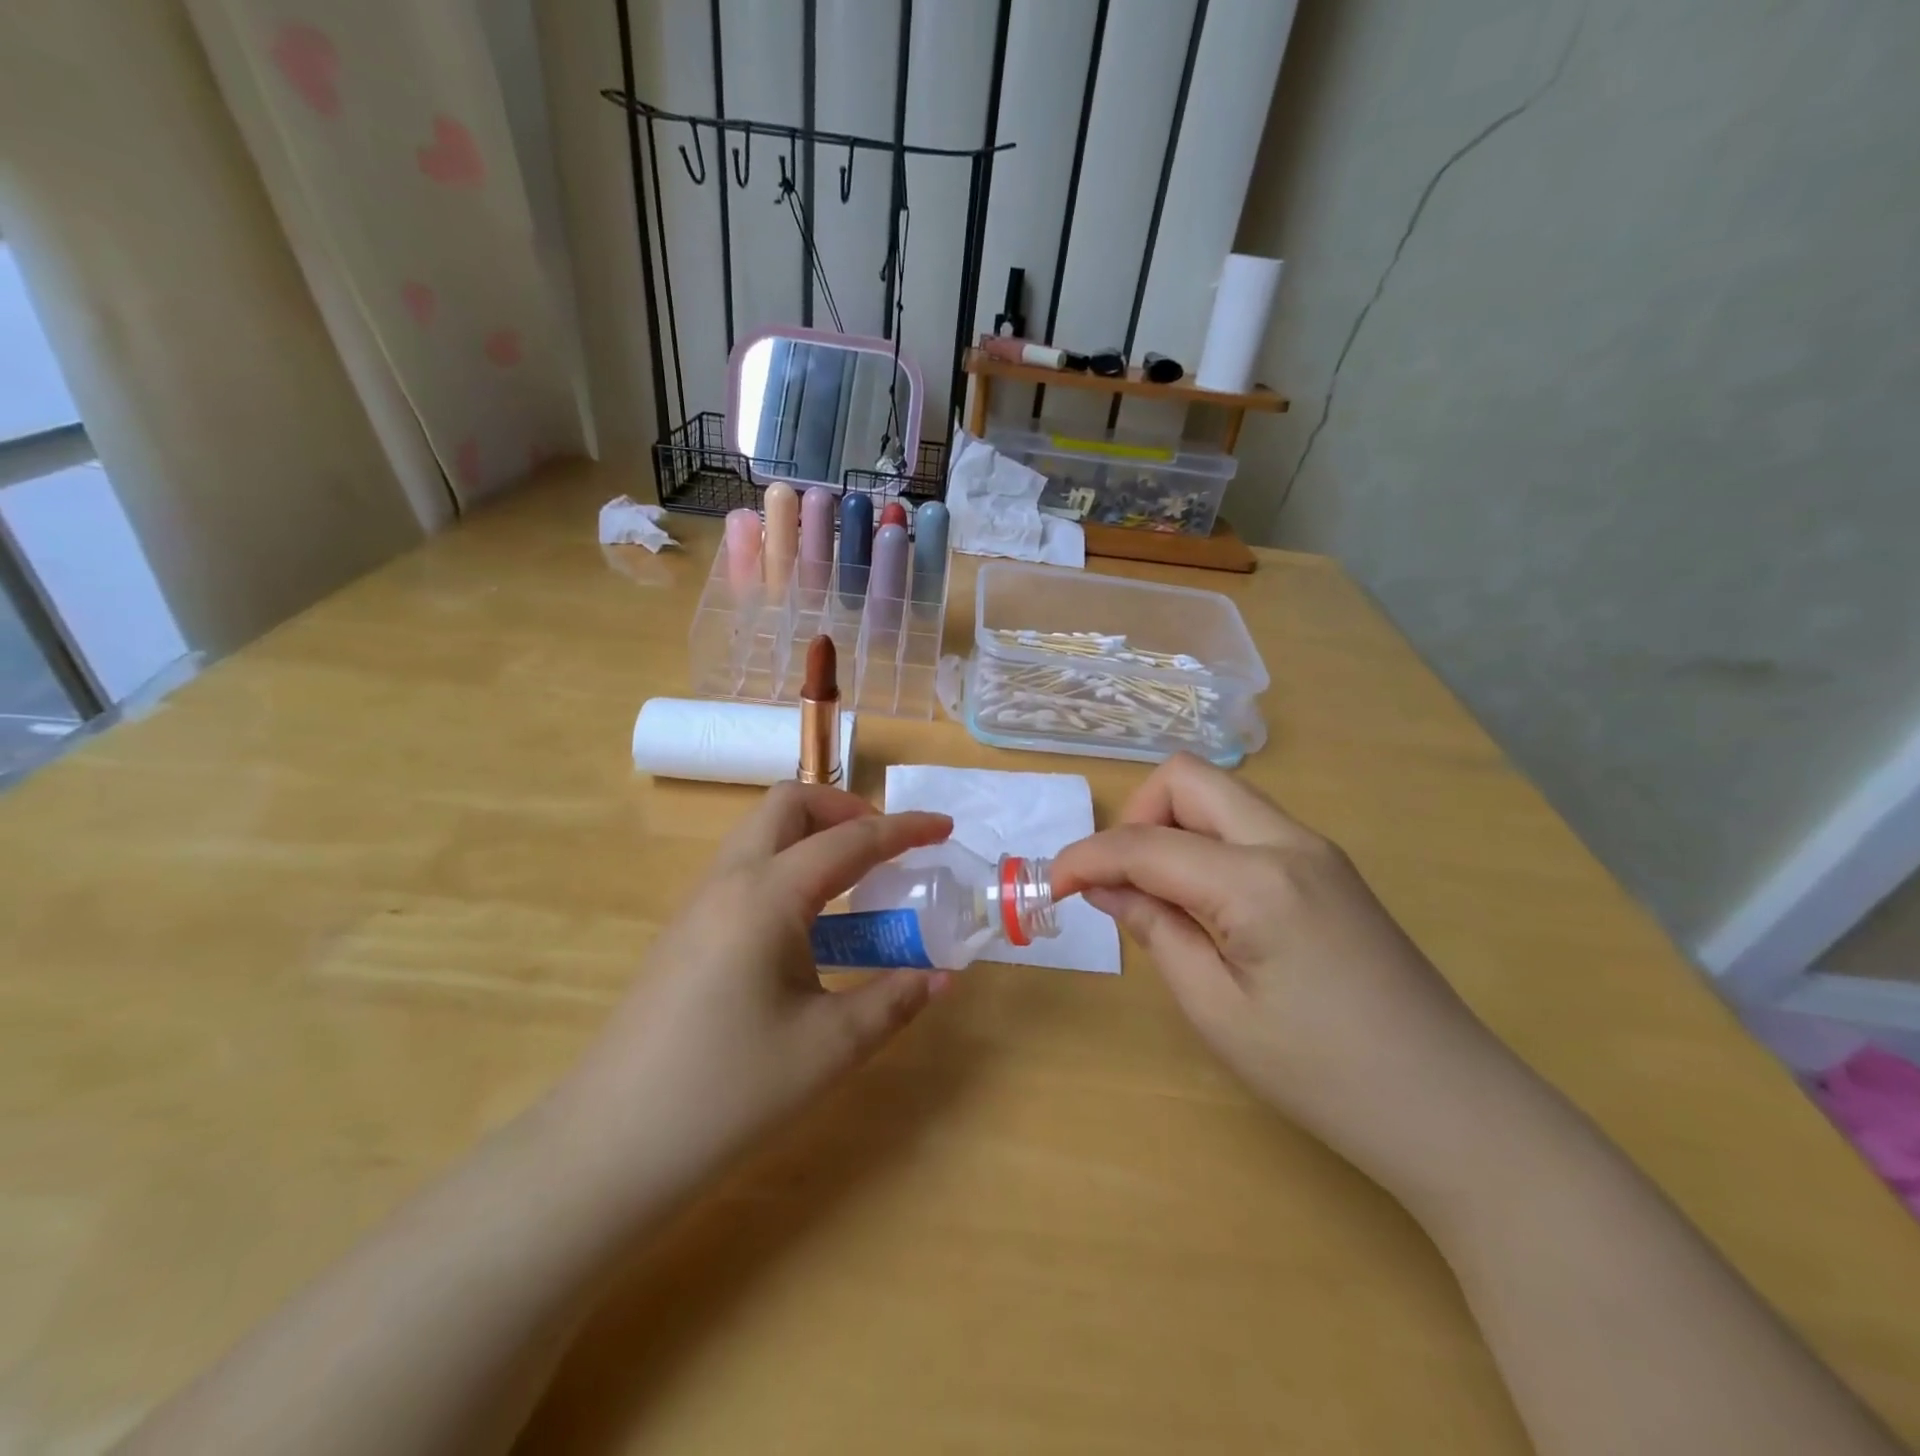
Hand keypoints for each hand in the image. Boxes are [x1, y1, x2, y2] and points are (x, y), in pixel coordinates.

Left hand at [555, 783, 953, 1208]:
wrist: (609, 1147)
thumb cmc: (727, 1093)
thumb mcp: (828, 1048)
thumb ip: (893, 1000)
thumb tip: (942, 976)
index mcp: (767, 896)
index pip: (850, 840)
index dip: (904, 829)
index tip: (945, 827)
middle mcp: (728, 881)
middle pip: (789, 805)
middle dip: (846, 809)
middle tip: (887, 849)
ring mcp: (699, 903)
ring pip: (761, 833)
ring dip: (813, 835)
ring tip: (857, 883)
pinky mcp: (685, 930)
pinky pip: (745, 868)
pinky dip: (788, 865)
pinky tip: (809, 924)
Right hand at [1052, 755, 1516, 1201]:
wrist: (1454, 1110)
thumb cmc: (1323, 1075)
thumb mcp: (1217, 1011)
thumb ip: (1155, 930)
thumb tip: (1104, 887)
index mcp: (1257, 880)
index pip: (1146, 843)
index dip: (1086, 858)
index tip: (1050, 887)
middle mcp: (1289, 842)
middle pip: (1188, 779)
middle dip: (1136, 817)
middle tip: (1118, 882)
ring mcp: (1317, 851)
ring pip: (1220, 797)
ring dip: (1171, 829)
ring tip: (1158, 899)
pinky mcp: (1330, 870)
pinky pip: (1247, 827)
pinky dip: (1205, 846)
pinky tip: (1204, 906)